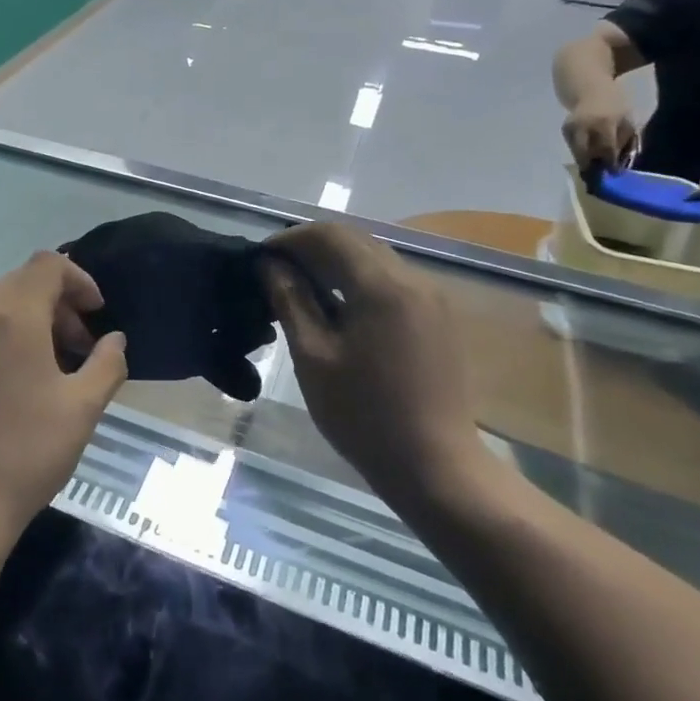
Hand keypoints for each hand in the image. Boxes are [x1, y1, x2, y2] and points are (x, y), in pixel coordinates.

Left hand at [0, 252, 126, 546]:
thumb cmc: (28, 451)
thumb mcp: (83, 407)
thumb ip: (107, 363)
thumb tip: (114, 340)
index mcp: (11, 318)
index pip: (47, 265)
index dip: (80, 279)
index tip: (97, 315)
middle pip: (22, 284)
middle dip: (59, 304)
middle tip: (82, 345)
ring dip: (34, 323)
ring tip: (57, 368)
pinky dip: (8, 341)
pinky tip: (22, 386)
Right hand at [259, 224, 482, 503]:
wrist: (434, 464)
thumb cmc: (362, 415)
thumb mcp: (313, 357)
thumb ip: (291, 301)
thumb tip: (269, 265)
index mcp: (382, 287)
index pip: (330, 236)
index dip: (290, 239)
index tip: (260, 258)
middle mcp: (414, 280)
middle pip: (356, 241)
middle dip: (311, 248)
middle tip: (274, 273)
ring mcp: (433, 298)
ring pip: (375, 259)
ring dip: (335, 263)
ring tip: (300, 290)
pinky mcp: (439, 317)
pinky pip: (393, 281)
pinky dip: (359, 282)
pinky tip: (338, 309)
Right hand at [562, 90, 639, 170]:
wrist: (590, 89)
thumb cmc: (614, 104)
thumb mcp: (627, 119)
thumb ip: (626, 139)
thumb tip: (621, 160)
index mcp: (605, 123)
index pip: (607, 148)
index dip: (610, 162)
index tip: (614, 173)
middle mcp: (585, 126)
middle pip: (586, 152)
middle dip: (592, 165)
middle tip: (598, 175)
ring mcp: (572, 127)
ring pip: (577, 151)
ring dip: (585, 160)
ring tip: (593, 166)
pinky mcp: (564, 129)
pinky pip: (572, 145)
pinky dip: (580, 150)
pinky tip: (586, 152)